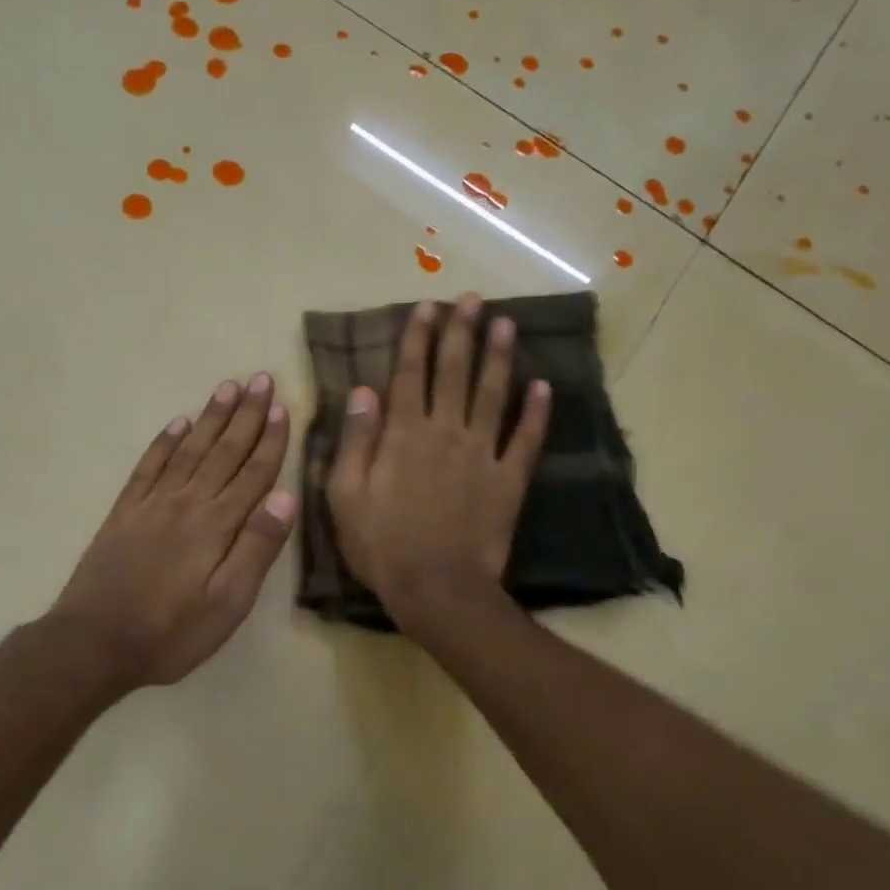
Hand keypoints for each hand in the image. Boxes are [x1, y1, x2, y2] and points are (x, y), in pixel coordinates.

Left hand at [51, 373, 297, 691]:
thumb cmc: (170, 632)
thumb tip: (285, 498)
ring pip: (189, 450)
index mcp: (216, 525)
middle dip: (245, 415)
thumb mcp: (227, 604)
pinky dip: (165, 441)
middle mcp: (186, 502)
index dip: (269, 440)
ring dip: (210, 417)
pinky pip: (149, 466)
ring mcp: (152, 504)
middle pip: (223, 451)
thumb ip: (256, 549)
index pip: (252, 473)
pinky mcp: (125, 512)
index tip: (282, 407)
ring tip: (227, 387)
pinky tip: (177, 423)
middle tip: (260, 379)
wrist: (93, 642)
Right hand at [326, 293, 548, 627]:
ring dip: (499, 357)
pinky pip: (526, 440)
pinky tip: (543, 386)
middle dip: (461, 333)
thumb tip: (363, 391)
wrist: (437, 589)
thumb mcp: (346, 496)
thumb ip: (355, 441)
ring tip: (506, 324)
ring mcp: (482, 455)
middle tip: (471, 300)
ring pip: (493, 395)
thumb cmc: (381, 545)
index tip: (426, 307)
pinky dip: (537, 413)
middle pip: (455, 373)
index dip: (417, 338)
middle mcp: (446, 433)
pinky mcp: (509, 480)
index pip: (411, 375)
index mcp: (404, 435)